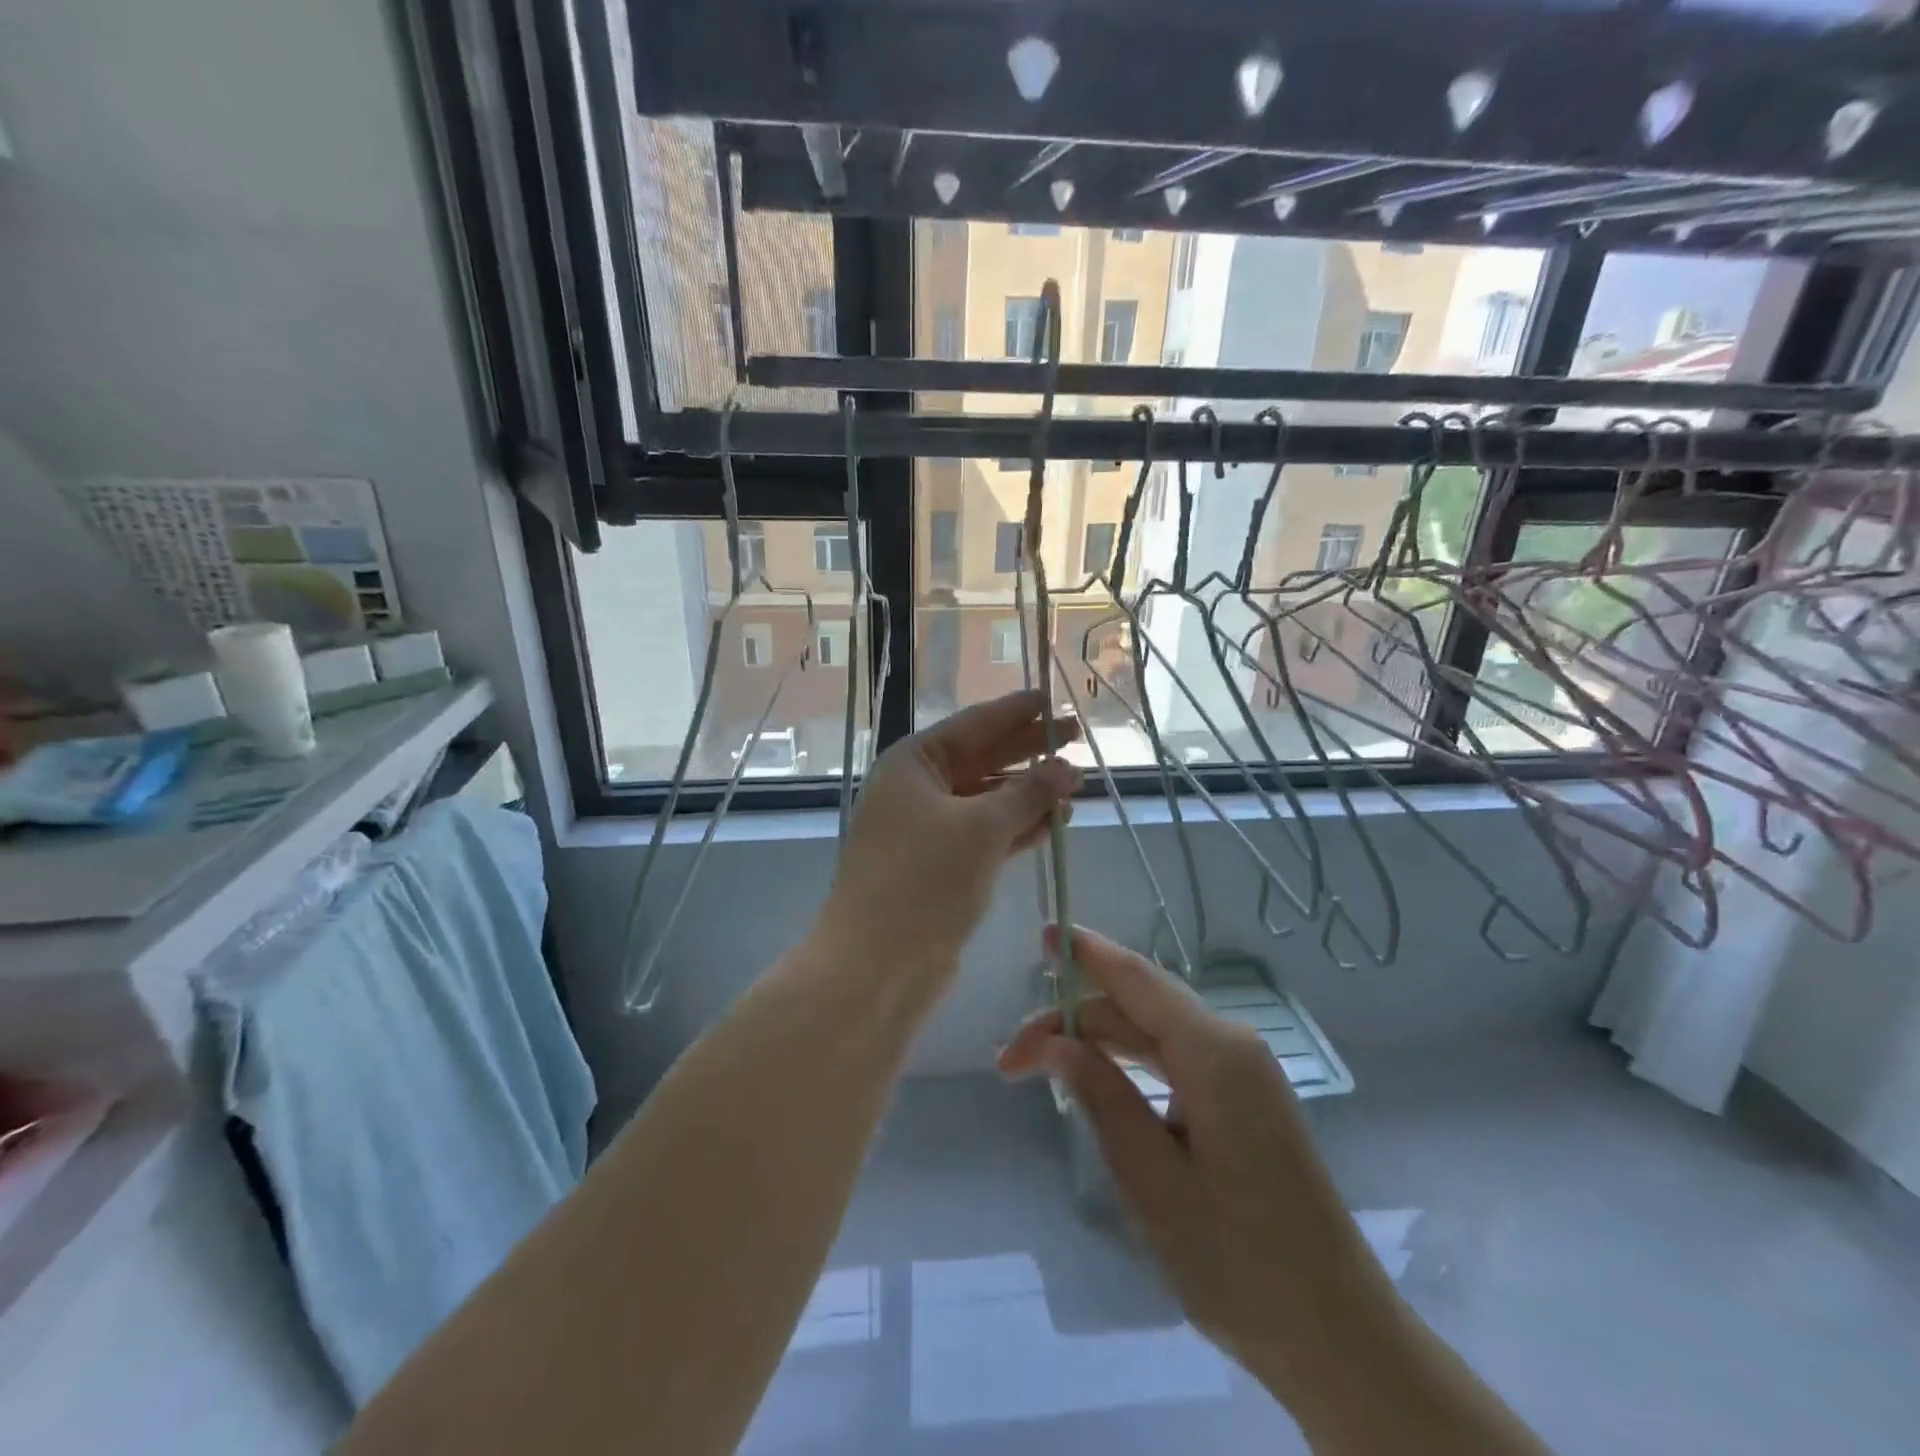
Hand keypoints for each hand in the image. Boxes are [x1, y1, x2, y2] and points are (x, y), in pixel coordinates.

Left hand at [819, 691, 1080, 977]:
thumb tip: (1065, 766)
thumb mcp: (982, 828)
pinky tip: (1052, 823)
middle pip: (981, 758)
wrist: (876, 963)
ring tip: (1075, 783)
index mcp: (913, 763)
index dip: (1015, 712)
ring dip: (1028, 792)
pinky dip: (1016, 827)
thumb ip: (1028, 793)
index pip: (973, 725)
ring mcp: (925, 829)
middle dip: (1028, 750)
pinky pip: (983, 834)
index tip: (1051, 699)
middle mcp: (915, 789)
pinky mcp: (938, 866)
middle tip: (1076, 736)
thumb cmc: (925, 879)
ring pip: (985, 799)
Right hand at [997, 927, 1394, 1402]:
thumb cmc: (1239, 1261)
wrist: (1338, 1336)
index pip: (1136, 978)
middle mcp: (1231, 1045)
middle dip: (1073, 1023)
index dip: (1086, 952)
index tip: (1041, 934)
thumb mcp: (1153, 1180)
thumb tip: (1057, 1043)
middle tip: (1010, 1062)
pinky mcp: (1244, 1101)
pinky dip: (1130, 1065)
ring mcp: (1243, 1073)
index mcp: (1213, 1051)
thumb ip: (1102, 1098)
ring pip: (1155, 1034)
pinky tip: (1100, 1087)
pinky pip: (1176, 1060)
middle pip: (1138, 1008)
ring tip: (1041, 1070)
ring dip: (1098, 1045)